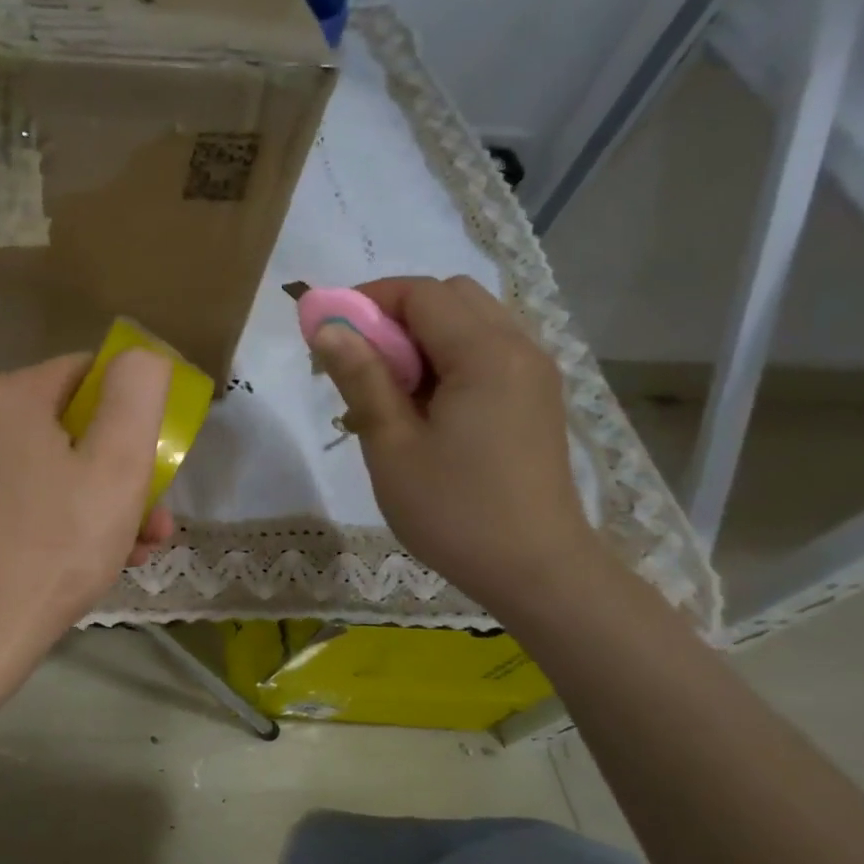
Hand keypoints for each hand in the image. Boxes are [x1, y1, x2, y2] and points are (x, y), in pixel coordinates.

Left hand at [0, 349, 175, 664]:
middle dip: (120, 469)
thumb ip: (137, 393)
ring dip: (97, 497)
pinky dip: (57, 511)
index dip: (130, 413)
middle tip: (153, 517)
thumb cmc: (60, 544)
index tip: (153, 463)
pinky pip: (20, 489)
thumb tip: (140, 356)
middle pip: (69, 425)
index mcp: (10, 394)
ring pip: (48, 462)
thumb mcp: (119, 464)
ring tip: (135, 545)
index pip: (89, 376)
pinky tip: (90, 553)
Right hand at [309, 275, 602, 610]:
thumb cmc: (453, 510)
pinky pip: (488, 351)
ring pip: (471, 322)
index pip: (421, 294)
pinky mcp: (536, 398)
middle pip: (451, 297)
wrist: (535, 569)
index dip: (368, 301)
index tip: (328, 335)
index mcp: (485, 353)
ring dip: (422, 338)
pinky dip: (449, 358)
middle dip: (396, 316)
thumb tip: (326, 328)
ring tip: (389, 391)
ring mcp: (534, 372)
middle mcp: (519, 347)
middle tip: (359, 364)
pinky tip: (426, 407)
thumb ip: (361, 378)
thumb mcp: (392, 445)